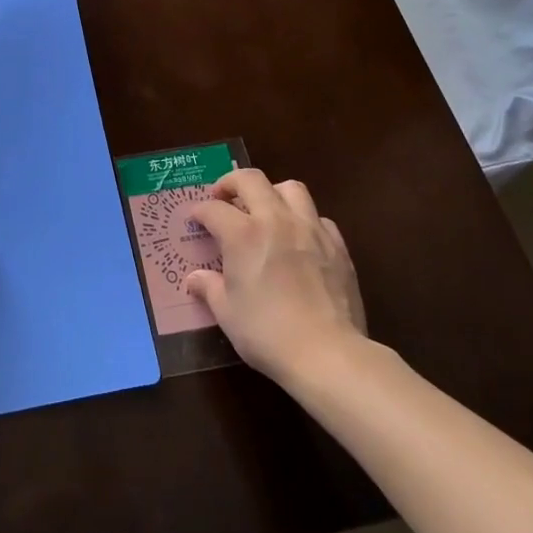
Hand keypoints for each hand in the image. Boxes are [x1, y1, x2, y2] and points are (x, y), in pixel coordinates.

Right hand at [184, 169, 368, 383]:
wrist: (327, 353)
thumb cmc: (267, 333)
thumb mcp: (227, 313)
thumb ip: (209, 289)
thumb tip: (194, 279)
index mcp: (243, 234)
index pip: (213, 209)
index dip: (199, 211)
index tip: (194, 219)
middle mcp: (276, 220)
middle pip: (251, 180)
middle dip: (231, 183)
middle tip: (223, 197)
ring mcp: (310, 229)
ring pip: (291, 188)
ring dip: (272, 192)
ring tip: (265, 210)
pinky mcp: (337, 245)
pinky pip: (318, 218)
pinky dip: (304, 220)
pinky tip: (300, 239)